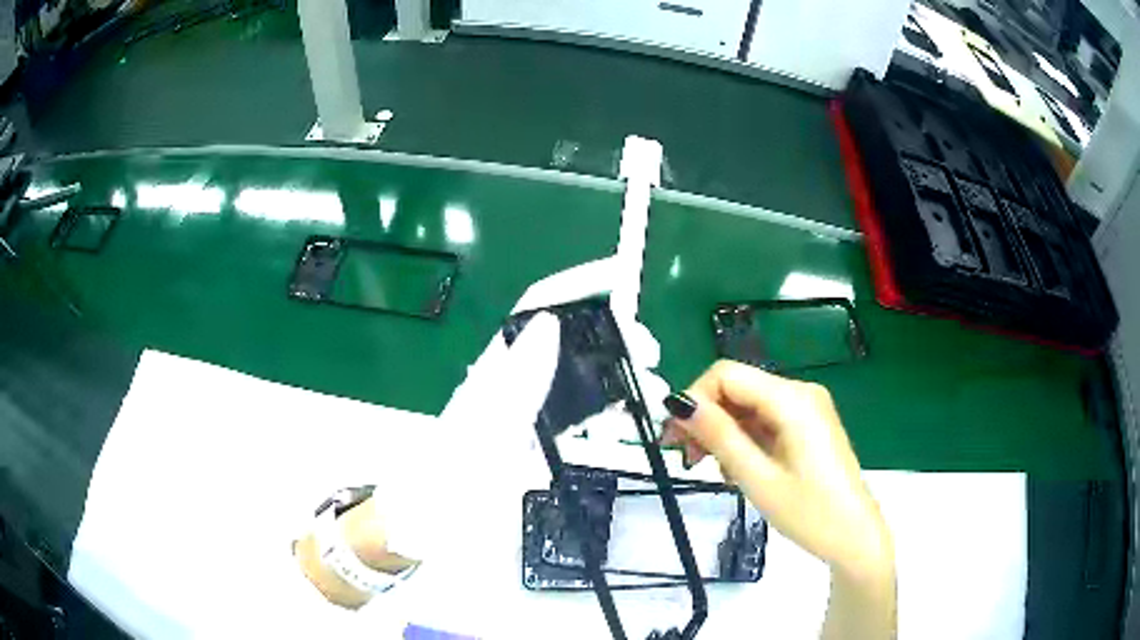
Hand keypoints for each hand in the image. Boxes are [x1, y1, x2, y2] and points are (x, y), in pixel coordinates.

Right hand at [662, 360, 891, 581]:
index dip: (694, 399)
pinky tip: (736, 467)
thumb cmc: (809, 514)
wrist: (854, 536)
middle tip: (683, 457)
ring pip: (748, 405)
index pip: (726, 374)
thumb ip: (719, 436)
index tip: (674, 438)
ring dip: (722, 431)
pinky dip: (743, 438)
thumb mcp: (757, 478)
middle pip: (737, 387)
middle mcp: (801, 392)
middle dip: (705, 417)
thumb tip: (679, 404)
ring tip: (710, 468)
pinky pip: (765, 419)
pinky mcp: (808, 424)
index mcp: (792, 400)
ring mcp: (807, 408)